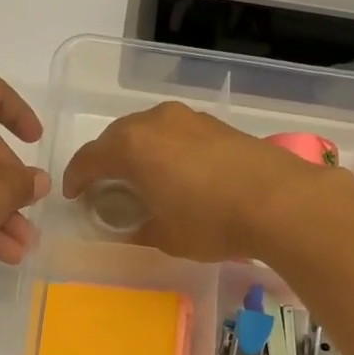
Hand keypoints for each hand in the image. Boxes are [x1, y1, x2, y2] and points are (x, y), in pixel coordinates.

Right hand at [61, 102, 343, 260]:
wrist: (279, 201)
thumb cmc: (210, 221)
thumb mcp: (166, 236)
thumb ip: (140, 228)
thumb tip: (135, 226)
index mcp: (132, 146)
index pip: (90, 158)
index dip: (77, 177)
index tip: (74, 194)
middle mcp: (155, 122)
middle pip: (117, 137)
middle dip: (105, 160)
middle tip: (104, 185)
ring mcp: (189, 118)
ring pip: (149, 131)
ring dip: (138, 151)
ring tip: (141, 177)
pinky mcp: (216, 124)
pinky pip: (176, 133)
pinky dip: (166, 149)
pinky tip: (176, 172)